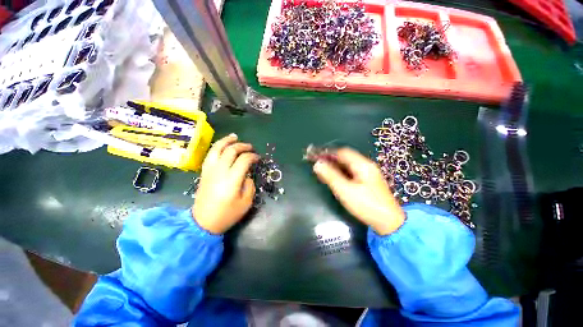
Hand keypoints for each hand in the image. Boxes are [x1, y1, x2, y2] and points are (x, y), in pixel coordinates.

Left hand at [193, 134, 258, 233]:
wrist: (203, 222)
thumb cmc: (227, 214)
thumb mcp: (246, 202)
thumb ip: (249, 184)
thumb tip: (247, 173)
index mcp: (232, 179)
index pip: (244, 160)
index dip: (253, 156)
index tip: (258, 158)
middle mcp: (220, 171)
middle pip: (231, 151)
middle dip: (242, 146)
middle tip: (250, 147)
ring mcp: (209, 170)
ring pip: (217, 149)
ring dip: (227, 141)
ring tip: (235, 137)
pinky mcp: (204, 172)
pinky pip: (210, 155)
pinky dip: (217, 146)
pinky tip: (222, 145)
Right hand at [313, 148, 405, 234]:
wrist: (389, 223)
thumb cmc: (366, 205)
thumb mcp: (345, 190)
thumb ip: (330, 176)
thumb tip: (317, 164)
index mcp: (362, 164)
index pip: (342, 152)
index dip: (327, 152)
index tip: (314, 154)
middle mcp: (366, 166)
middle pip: (345, 157)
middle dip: (329, 158)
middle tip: (316, 161)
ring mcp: (367, 174)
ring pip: (347, 165)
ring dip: (334, 165)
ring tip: (321, 168)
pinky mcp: (367, 182)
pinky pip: (350, 172)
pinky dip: (339, 172)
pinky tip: (332, 176)